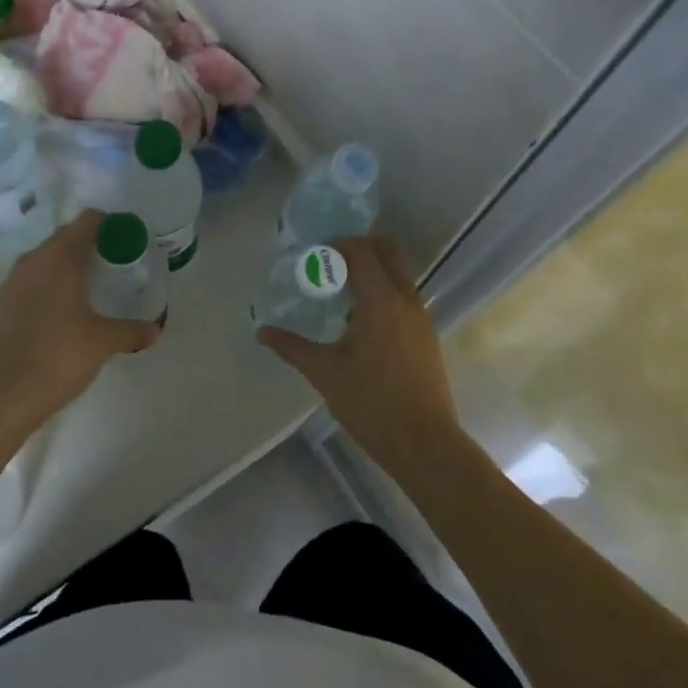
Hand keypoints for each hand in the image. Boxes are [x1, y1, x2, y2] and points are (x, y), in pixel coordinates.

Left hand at [0, 210, 161, 428]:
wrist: (2, 396)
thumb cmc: (58, 357)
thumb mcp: (103, 342)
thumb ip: (132, 331)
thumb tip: (156, 330)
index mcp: (60, 258)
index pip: (88, 221)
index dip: (110, 224)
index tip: (128, 238)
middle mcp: (33, 260)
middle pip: (66, 236)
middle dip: (90, 243)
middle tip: (115, 262)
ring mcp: (12, 281)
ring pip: (45, 258)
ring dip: (67, 264)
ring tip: (90, 286)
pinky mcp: (0, 303)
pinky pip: (30, 280)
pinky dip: (48, 284)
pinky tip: (61, 310)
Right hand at [256, 235, 461, 472]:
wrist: (425, 444)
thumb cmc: (372, 402)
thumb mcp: (325, 372)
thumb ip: (292, 347)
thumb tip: (262, 331)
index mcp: (381, 299)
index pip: (362, 250)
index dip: (338, 244)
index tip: (314, 254)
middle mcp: (405, 299)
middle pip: (386, 251)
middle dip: (358, 249)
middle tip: (328, 265)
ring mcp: (420, 317)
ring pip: (398, 273)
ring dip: (372, 271)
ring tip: (340, 292)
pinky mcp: (426, 336)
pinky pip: (403, 296)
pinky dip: (383, 291)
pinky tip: (360, 320)